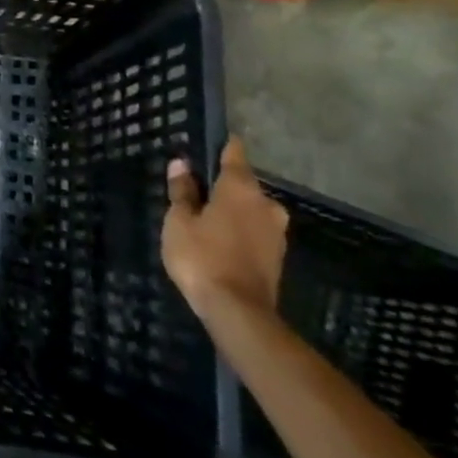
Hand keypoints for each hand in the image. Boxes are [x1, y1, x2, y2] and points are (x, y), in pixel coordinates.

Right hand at [162, 137, 288, 322]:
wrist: (239, 313)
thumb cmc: (202, 258)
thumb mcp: (179, 222)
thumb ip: (182, 191)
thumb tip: (181, 164)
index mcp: (241, 188)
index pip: (234, 153)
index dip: (221, 146)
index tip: (207, 144)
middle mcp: (266, 203)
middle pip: (243, 184)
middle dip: (222, 186)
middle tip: (196, 192)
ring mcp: (277, 231)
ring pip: (250, 209)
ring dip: (232, 211)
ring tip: (205, 219)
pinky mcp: (278, 256)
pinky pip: (256, 231)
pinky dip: (240, 231)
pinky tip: (220, 242)